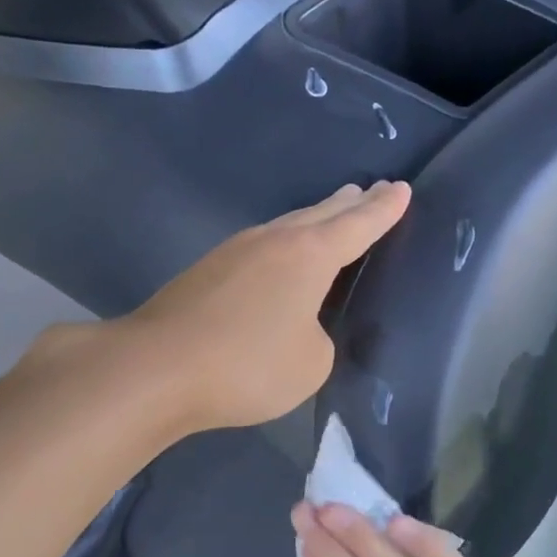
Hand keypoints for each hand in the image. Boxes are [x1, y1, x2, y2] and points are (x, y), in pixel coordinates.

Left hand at [121, 181, 409, 435]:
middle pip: (320, 214)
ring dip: (313, 220)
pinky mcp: (206, 271)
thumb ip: (318, 337)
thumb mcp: (310, 363)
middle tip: (369, 191)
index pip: (358, 225)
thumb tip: (296, 324)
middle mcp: (273, 241)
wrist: (156, 367)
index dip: (384, 209)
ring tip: (331, 215)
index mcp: (309, 255)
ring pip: (286, 227)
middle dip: (349, 204)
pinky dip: (282, 247)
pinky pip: (260, 249)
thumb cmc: (247, 364)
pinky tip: (278, 259)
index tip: (400, 188)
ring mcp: (235, 252)